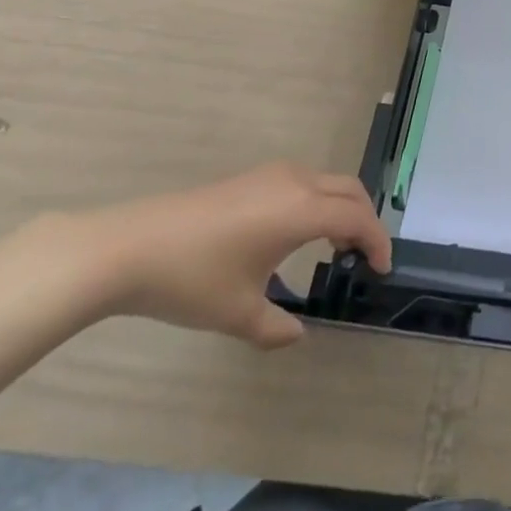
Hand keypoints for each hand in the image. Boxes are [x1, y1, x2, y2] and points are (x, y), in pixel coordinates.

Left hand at [65, 163, 391, 349]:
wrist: (128, 248)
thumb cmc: (191, 280)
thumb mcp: (237, 313)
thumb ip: (275, 327)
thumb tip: (296, 334)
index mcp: (301, 210)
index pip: (357, 218)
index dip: (376, 241)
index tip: (381, 269)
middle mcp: (295, 183)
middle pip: (349, 190)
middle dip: (364, 219)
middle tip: (363, 255)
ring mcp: (270, 175)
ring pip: (326, 182)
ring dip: (340, 207)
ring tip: (333, 244)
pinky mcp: (249, 178)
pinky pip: (303, 182)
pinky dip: (317, 202)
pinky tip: (293, 234)